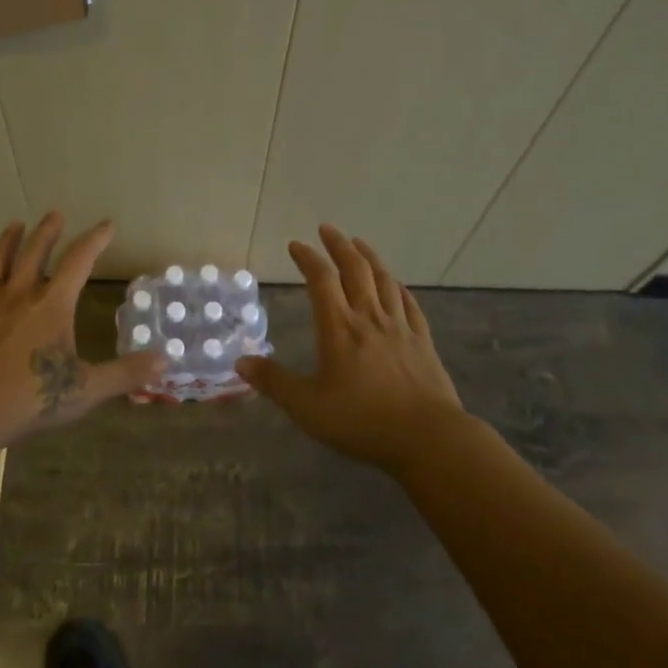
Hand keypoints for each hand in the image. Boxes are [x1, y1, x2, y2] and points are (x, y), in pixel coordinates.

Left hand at [0, 213, 165, 451]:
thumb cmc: (27, 399)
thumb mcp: (85, 390)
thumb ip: (124, 374)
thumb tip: (165, 361)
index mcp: (52, 305)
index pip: (79, 262)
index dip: (95, 240)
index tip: (106, 223)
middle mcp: (18, 294)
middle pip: (34, 252)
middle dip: (47, 231)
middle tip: (54, 213)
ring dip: (7, 241)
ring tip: (13, 224)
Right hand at [238, 225, 465, 471]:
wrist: (427, 437)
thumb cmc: (362, 421)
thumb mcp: (308, 408)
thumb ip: (274, 383)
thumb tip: (240, 362)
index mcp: (339, 328)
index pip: (321, 280)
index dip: (308, 258)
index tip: (296, 245)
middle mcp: (369, 318)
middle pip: (355, 270)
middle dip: (339, 245)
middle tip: (327, 229)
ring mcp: (400, 327)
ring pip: (384, 280)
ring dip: (369, 257)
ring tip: (359, 244)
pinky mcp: (422, 342)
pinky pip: (409, 304)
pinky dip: (398, 288)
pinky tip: (396, 285)